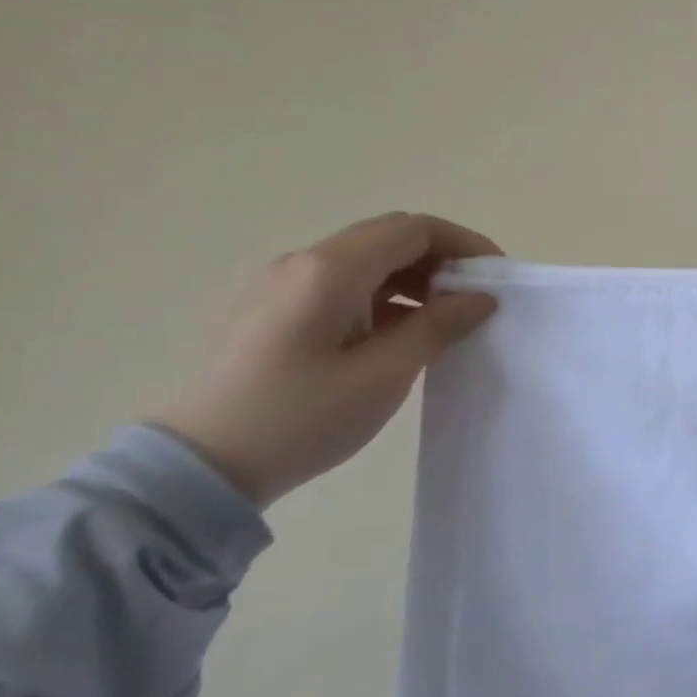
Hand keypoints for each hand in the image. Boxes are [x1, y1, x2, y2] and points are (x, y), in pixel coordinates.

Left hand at [153, 212, 501, 506]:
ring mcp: (278, 283)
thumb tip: (480, 297)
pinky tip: (395, 332)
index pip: (413, 229)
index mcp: (329, 270)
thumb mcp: (385, 374)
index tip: (496, 275)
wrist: (200, 467)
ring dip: (411, 277)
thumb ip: (439, 325)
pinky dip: (380, 294)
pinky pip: (339, 283)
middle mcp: (301, 262)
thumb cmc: (301, 418)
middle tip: (473, 297)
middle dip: (440, 258)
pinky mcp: (268, 308)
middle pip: (388, 236)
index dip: (463, 243)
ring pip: (363, 259)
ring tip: (440, 319)